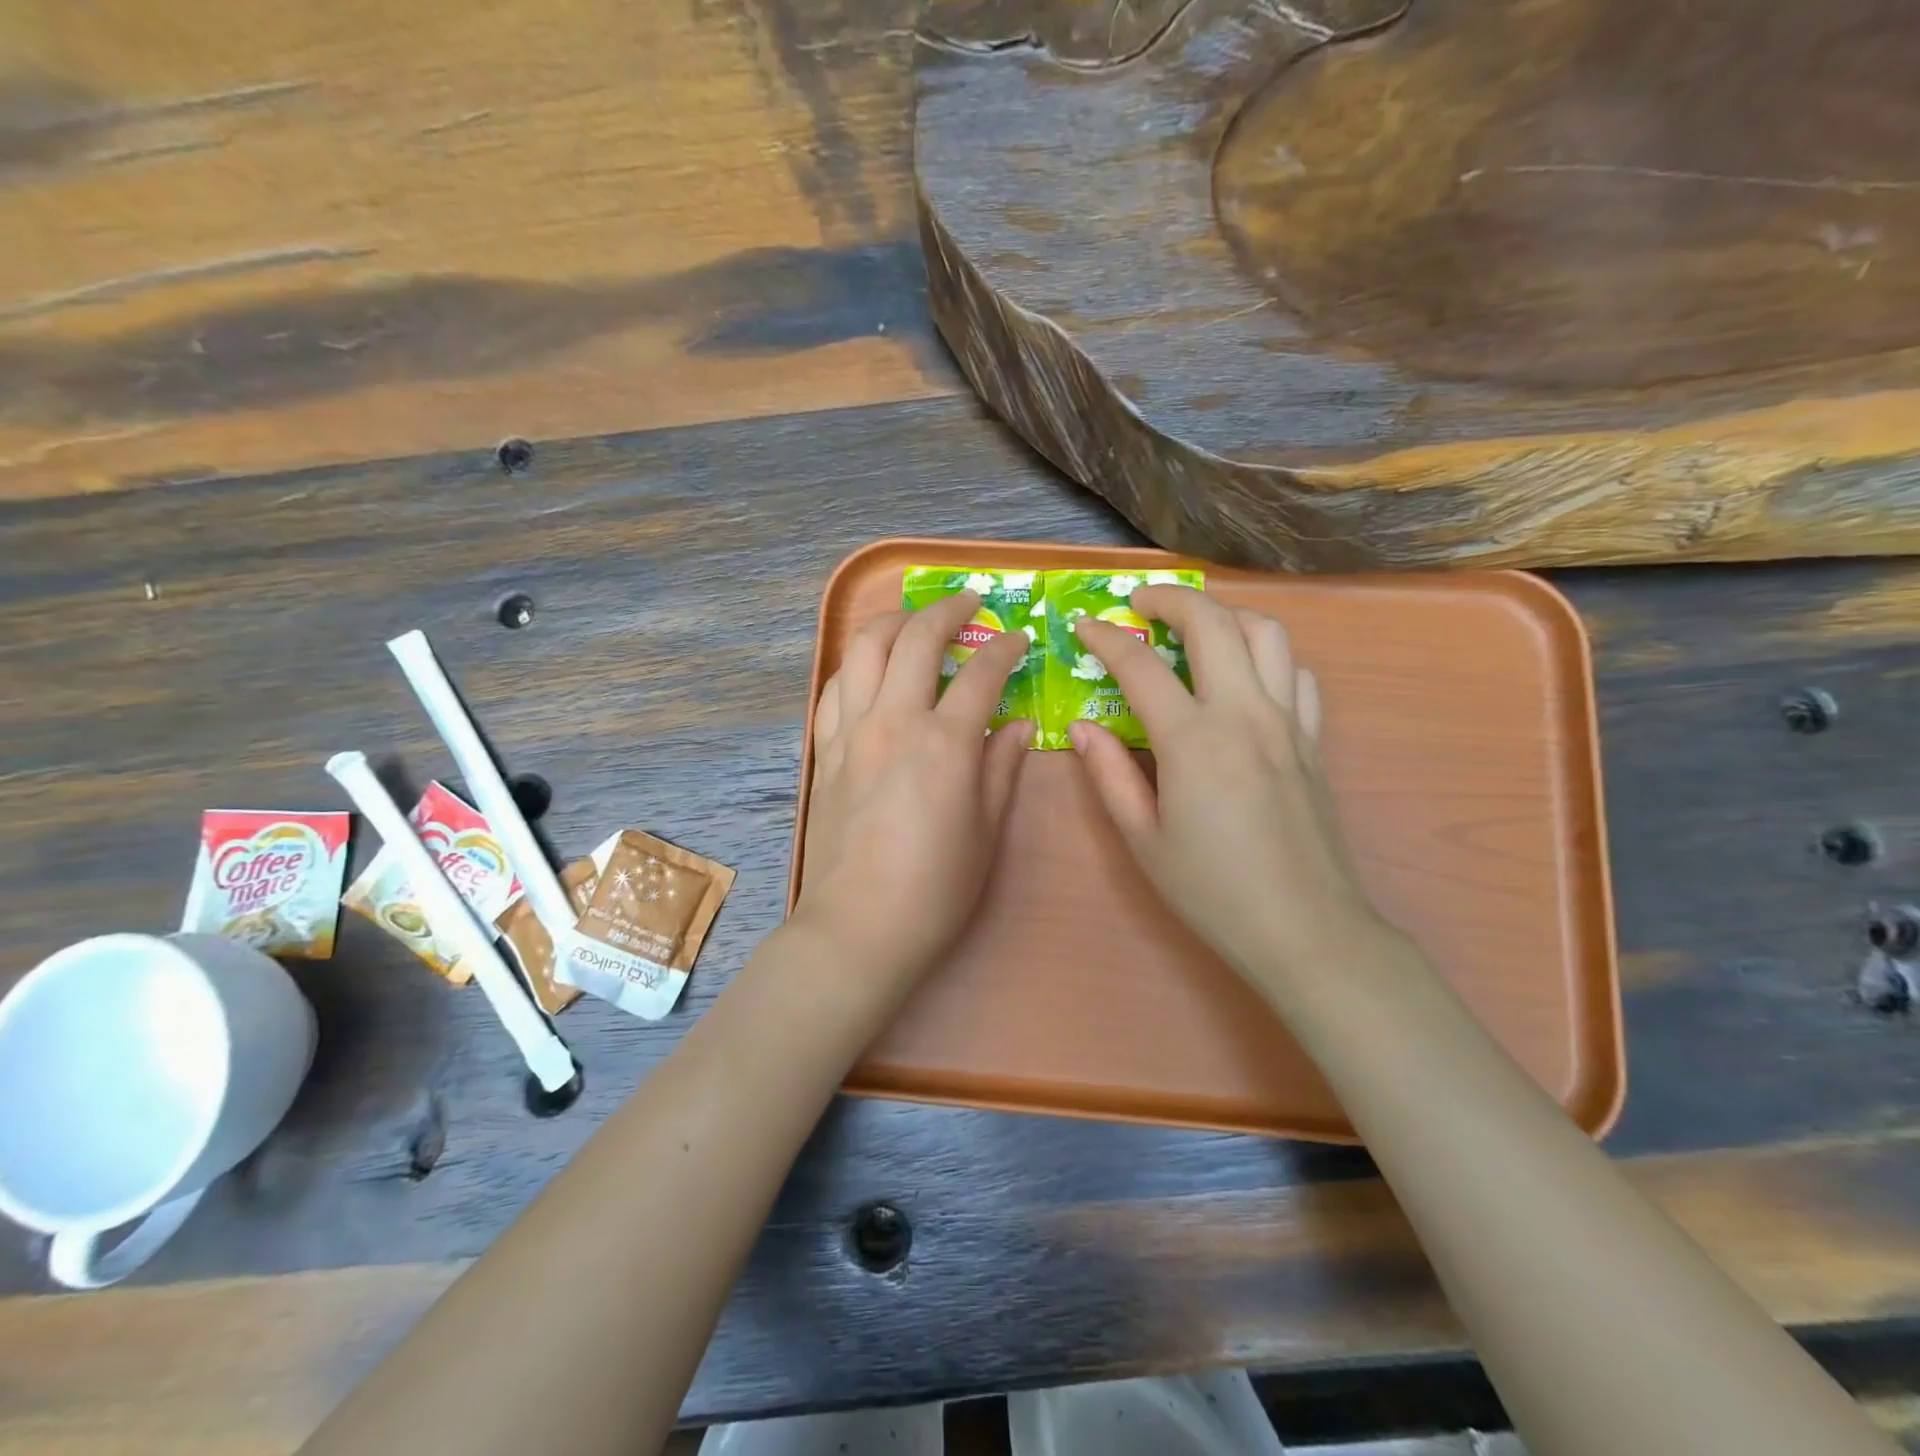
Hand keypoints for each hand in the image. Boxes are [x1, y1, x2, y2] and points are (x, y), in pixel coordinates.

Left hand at [796, 591, 1032, 985]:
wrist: (858, 928)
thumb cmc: (935, 890)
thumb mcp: (986, 832)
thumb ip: (1002, 768)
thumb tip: (1018, 725)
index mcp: (944, 744)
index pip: (981, 674)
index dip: (1006, 649)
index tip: (1020, 639)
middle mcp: (894, 722)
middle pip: (917, 639)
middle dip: (947, 611)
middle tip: (969, 604)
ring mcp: (851, 732)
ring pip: (866, 650)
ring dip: (894, 622)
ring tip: (915, 621)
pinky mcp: (824, 751)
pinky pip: (836, 687)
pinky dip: (858, 665)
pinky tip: (871, 670)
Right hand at [1070, 587, 1392, 984]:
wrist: (1306, 929)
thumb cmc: (1212, 890)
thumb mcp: (1143, 839)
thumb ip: (1110, 774)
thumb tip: (1083, 727)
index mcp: (1193, 740)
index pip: (1141, 665)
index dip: (1105, 638)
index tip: (1083, 627)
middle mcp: (1244, 714)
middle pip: (1212, 622)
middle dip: (1170, 599)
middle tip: (1139, 603)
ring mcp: (1288, 722)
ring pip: (1266, 633)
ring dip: (1225, 615)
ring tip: (1196, 627)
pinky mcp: (1315, 740)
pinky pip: (1298, 674)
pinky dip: (1269, 656)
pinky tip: (1248, 676)